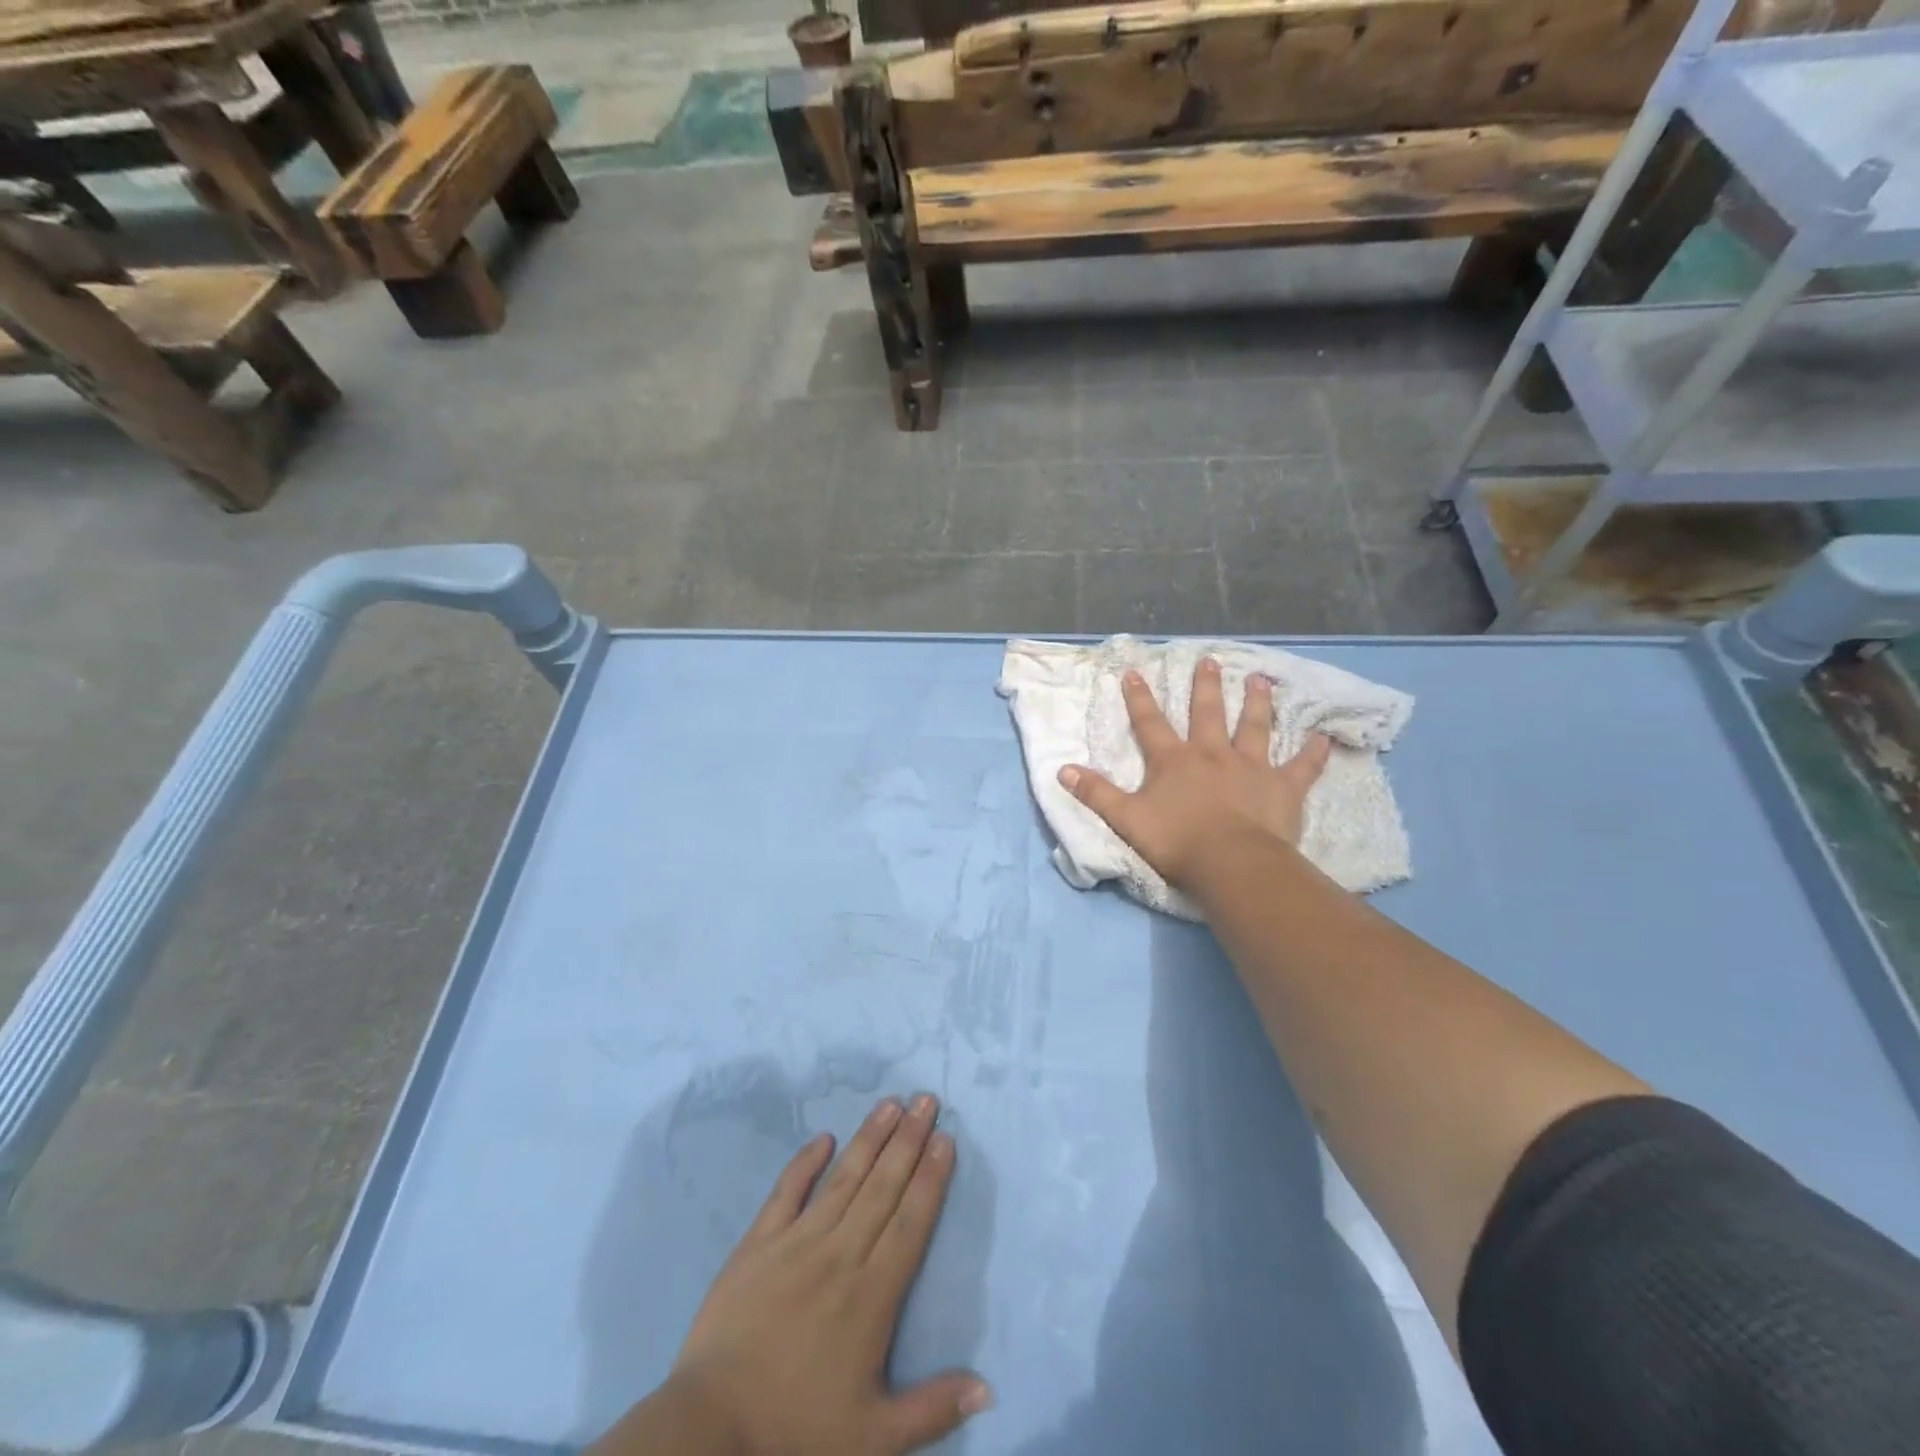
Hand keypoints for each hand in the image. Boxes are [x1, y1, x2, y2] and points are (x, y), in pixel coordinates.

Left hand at [604, 1095, 989, 1455]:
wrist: (711, 1429)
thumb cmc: (796, 1431)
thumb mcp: (874, 1438)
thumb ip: (932, 1410)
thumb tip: (989, 1386)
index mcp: (872, 1295)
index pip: (911, 1222)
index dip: (931, 1178)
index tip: (946, 1138)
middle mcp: (841, 1254)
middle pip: (883, 1186)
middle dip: (909, 1140)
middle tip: (927, 1099)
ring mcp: (797, 1242)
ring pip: (844, 1179)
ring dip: (870, 1138)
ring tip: (891, 1103)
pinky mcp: (758, 1243)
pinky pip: (787, 1191)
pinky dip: (805, 1162)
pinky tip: (824, 1138)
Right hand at [1058, 657, 1331, 889]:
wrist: (1230, 863)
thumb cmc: (1176, 841)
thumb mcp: (1125, 819)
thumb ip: (1096, 793)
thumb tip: (1062, 770)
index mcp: (1173, 760)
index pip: (1150, 722)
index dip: (1139, 697)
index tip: (1133, 671)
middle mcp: (1212, 754)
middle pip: (1207, 713)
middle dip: (1206, 686)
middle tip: (1210, 660)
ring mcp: (1250, 767)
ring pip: (1254, 727)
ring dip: (1257, 703)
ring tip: (1261, 680)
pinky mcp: (1282, 787)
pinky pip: (1301, 766)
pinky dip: (1313, 752)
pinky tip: (1325, 736)